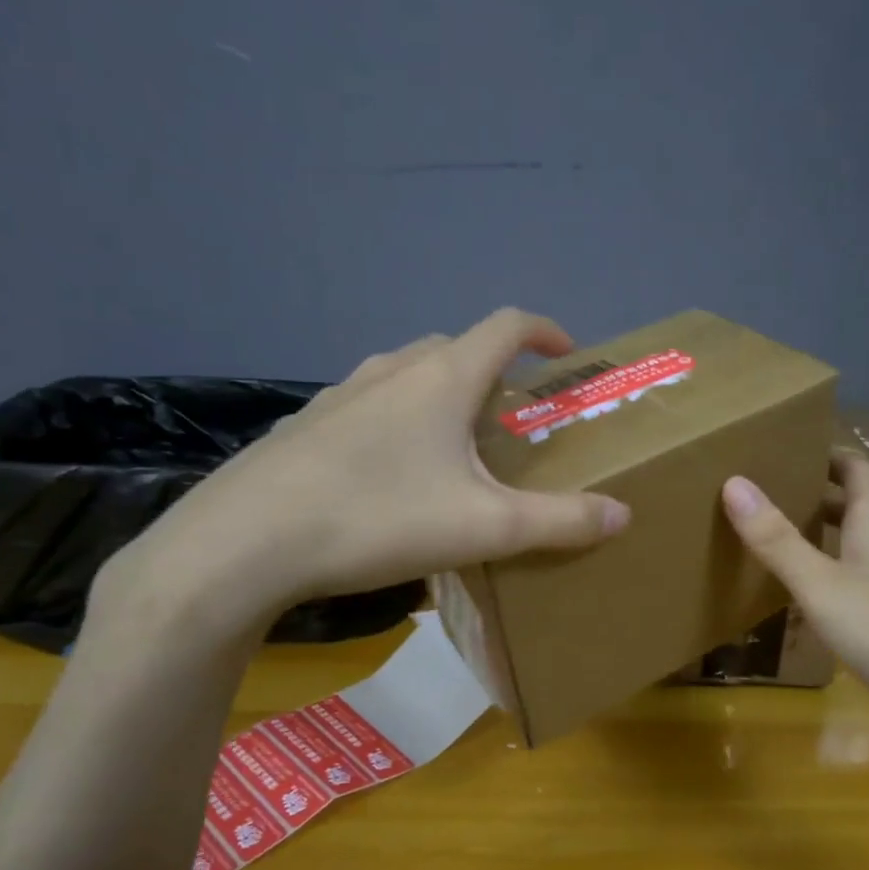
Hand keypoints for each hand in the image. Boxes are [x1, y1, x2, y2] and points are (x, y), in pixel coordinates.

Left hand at [108, 309, 630, 636]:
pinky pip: (368, 405)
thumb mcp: (485, 527)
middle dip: (494, 371)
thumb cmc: (378, 519)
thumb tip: (622, 514)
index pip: (506, 326)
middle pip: (456, 349)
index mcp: (442, 379)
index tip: (567, 353)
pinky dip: (396, 419)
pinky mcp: (306, 425)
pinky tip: (390, 472)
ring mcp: (341, 394)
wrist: (246, 543)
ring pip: (407, 375)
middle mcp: (391, 371)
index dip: (545, 331)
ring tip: (454, 444)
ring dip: (442, 393)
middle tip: (512, 417)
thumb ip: (560, 521)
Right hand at [721, 457, 868, 747]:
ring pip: (857, 550)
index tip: (793, 443)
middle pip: (857, 508)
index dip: (830, 453)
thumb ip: (777, 539)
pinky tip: (806, 600)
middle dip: (818, 494)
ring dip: (823, 538)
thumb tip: (733, 481)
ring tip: (776, 538)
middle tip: (770, 490)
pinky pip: (858, 588)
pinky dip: (830, 580)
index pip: (858, 471)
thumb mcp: (822, 584)